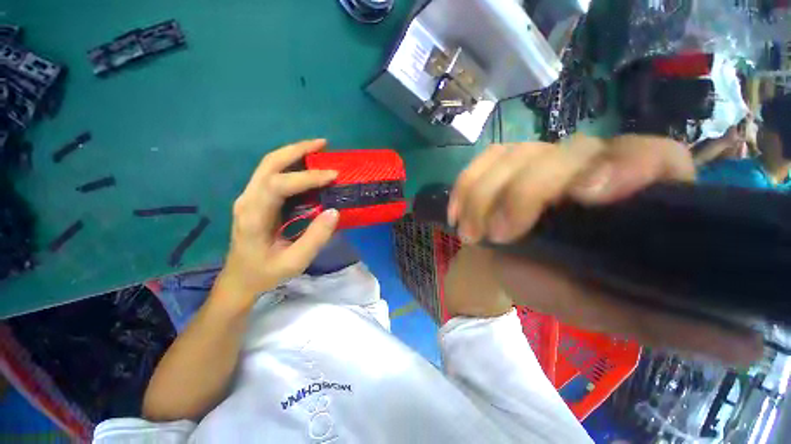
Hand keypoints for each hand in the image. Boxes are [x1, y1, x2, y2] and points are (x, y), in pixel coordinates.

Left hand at [217, 139, 339, 310]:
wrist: (238, 279)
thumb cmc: (263, 274)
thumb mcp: (292, 264)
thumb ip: (313, 239)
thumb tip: (334, 212)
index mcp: (253, 217)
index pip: (278, 185)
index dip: (306, 177)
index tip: (332, 176)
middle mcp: (247, 200)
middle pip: (269, 163)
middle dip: (297, 149)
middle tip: (324, 144)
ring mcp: (246, 197)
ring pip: (268, 164)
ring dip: (292, 153)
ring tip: (318, 149)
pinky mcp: (251, 198)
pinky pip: (269, 173)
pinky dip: (287, 164)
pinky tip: (304, 165)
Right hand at [449, 134, 762, 364]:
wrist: (556, 276)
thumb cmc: (609, 298)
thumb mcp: (652, 316)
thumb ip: (692, 327)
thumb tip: (747, 346)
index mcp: (656, 199)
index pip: (661, 157)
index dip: (631, 164)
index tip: (593, 194)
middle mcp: (612, 171)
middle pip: (579, 153)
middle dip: (539, 185)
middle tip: (508, 232)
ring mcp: (566, 164)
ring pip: (531, 151)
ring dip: (498, 186)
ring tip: (478, 230)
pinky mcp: (527, 167)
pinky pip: (497, 157)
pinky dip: (474, 180)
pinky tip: (461, 213)